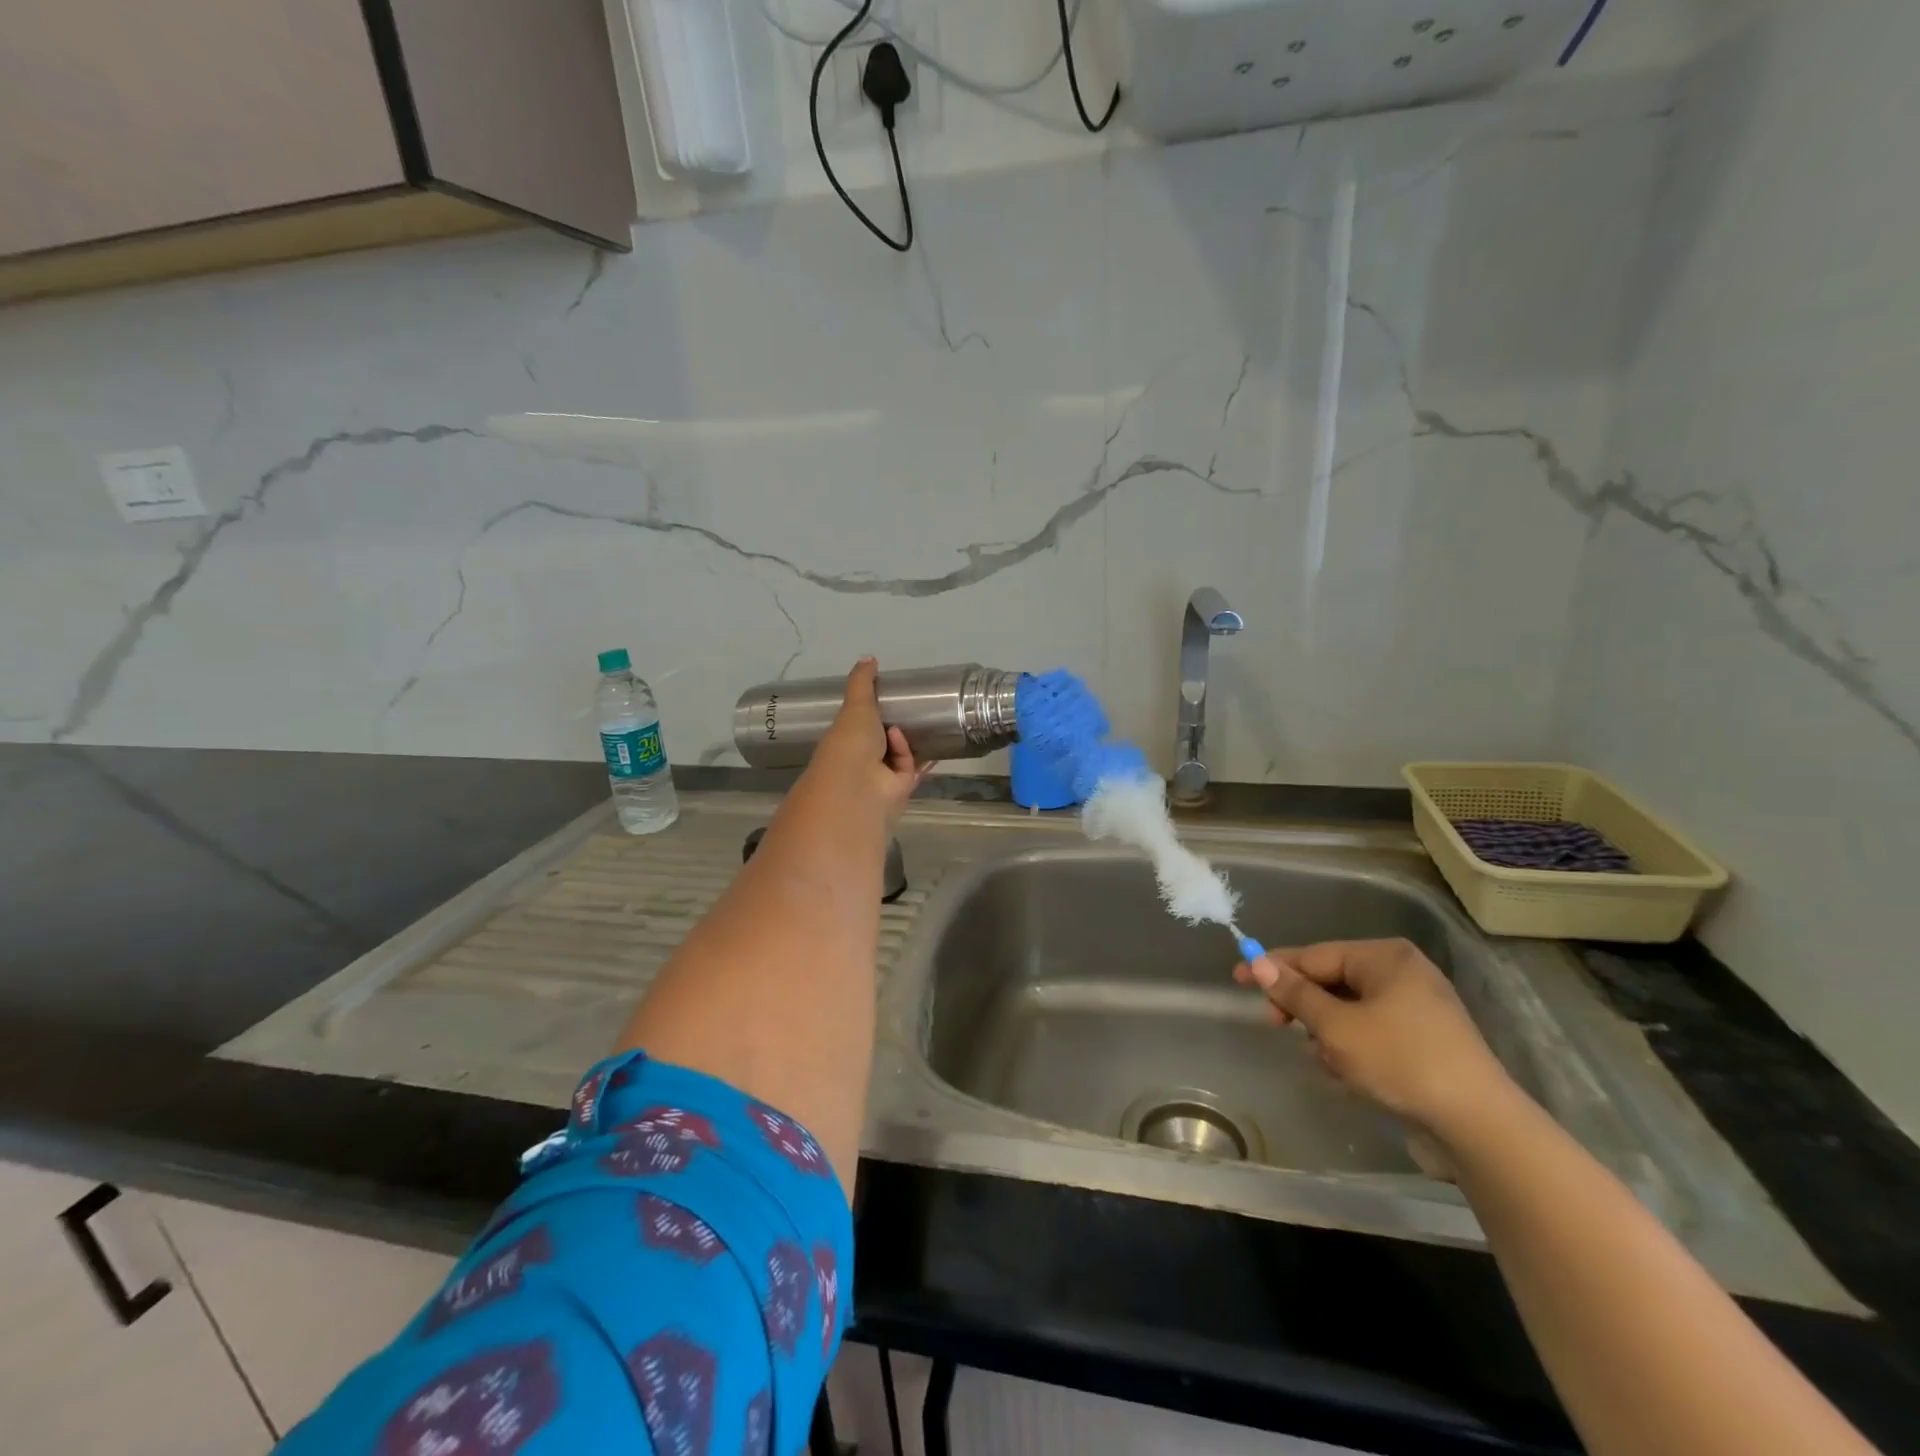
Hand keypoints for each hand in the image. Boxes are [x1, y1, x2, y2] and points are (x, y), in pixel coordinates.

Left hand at [803, 657, 930, 820]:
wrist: (861, 785)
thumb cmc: (851, 742)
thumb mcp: (856, 704)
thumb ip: (862, 682)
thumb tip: (868, 658)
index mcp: (843, 740)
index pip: (857, 726)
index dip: (870, 713)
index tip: (887, 698)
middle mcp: (859, 760)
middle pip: (879, 743)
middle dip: (894, 729)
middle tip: (913, 710)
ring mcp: (879, 777)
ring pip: (897, 757)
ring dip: (906, 742)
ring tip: (921, 723)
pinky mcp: (900, 788)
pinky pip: (912, 768)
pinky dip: (914, 757)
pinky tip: (925, 746)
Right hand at [1234, 938, 1516, 1140]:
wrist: (1480, 1126)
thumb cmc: (1401, 1061)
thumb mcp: (1336, 1027)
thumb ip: (1295, 994)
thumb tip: (1259, 963)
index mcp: (1385, 957)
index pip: (1316, 955)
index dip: (1275, 968)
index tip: (1239, 978)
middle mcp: (1403, 973)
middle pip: (1332, 981)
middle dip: (1305, 1007)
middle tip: (1278, 1025)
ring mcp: (1419, 1009)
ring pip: (1349, 1010)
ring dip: (1328, 1033)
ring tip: (1327, 1060)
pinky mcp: (1426, 1042)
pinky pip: (1372, 1032)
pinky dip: (1353, 1048)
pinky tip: (1349, 1074)